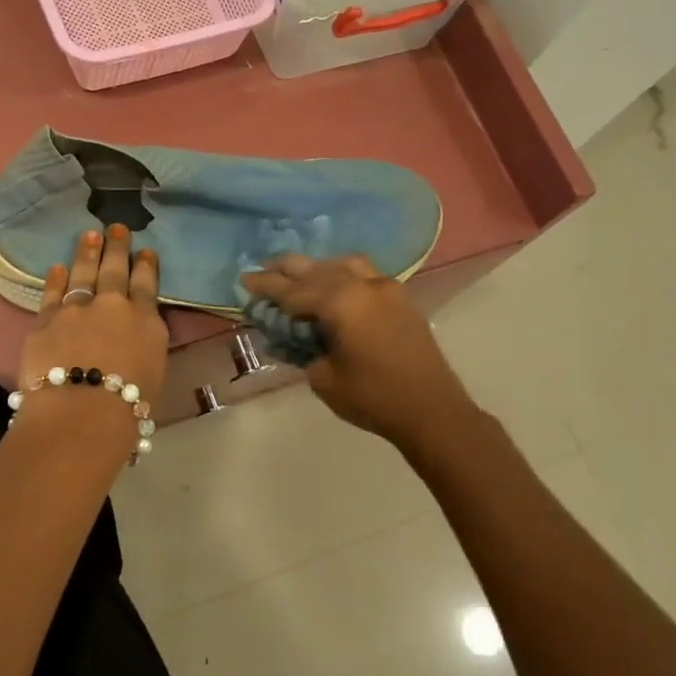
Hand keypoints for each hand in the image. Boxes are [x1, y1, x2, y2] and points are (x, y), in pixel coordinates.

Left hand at [17, 225, 167, 418]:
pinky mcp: (46, 321)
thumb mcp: (153, 374)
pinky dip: (55, 279)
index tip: (145, 251)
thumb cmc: (128, 407)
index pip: (146, 286)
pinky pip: (52, 293)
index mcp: (146, 322)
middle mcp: (113, 307)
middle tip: (116, 227)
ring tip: (89, 235)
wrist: (82, 411)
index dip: (146, 266)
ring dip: (87, 253)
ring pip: (83, 274)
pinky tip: (57, 267)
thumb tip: (136, 340)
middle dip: (117, 247)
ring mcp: (77, 310)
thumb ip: (145, 347)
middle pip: (115, 271)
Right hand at [241, 255, 471, 446]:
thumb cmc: (372, 397)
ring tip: (299, 276)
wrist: (432, 410)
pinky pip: (364, 275)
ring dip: (318, 268)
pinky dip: (342, 275)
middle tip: (263, 269)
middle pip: (316, 269)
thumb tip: (298, 338)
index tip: (243, 279)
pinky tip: (334, 287)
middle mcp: (363, 285)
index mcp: (340, 301)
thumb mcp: (323, 378)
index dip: (265, 286)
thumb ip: (304, 350)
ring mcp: (386, 289)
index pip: (292, 290)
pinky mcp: (401, 300)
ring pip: (344, 265)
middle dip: (287, 269)